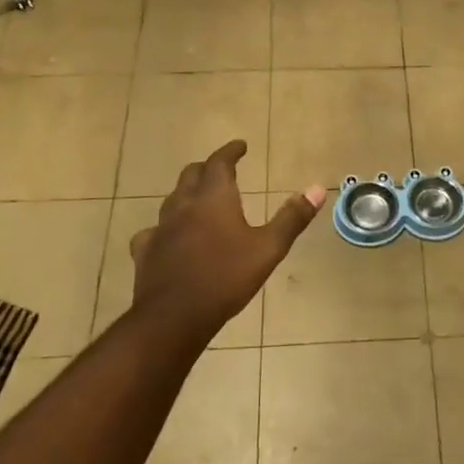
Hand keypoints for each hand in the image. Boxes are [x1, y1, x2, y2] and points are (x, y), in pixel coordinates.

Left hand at [128, 140, 323, 344]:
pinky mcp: (145, 251)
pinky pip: (153, 231)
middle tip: (221, 170)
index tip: (240, 146)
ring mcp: (160, 228)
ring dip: (186, 194)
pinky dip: (165, 228)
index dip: (230, 151)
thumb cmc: (226, 278)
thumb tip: (317, 188)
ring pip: (172, 199)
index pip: (219, 162)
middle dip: (207, 168)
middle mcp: (184, 205)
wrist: (174, 317)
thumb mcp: (268, 249)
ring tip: (198, 200)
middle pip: (191, 175)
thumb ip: (292, 218)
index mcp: (214, 198)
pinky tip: (169, 238)